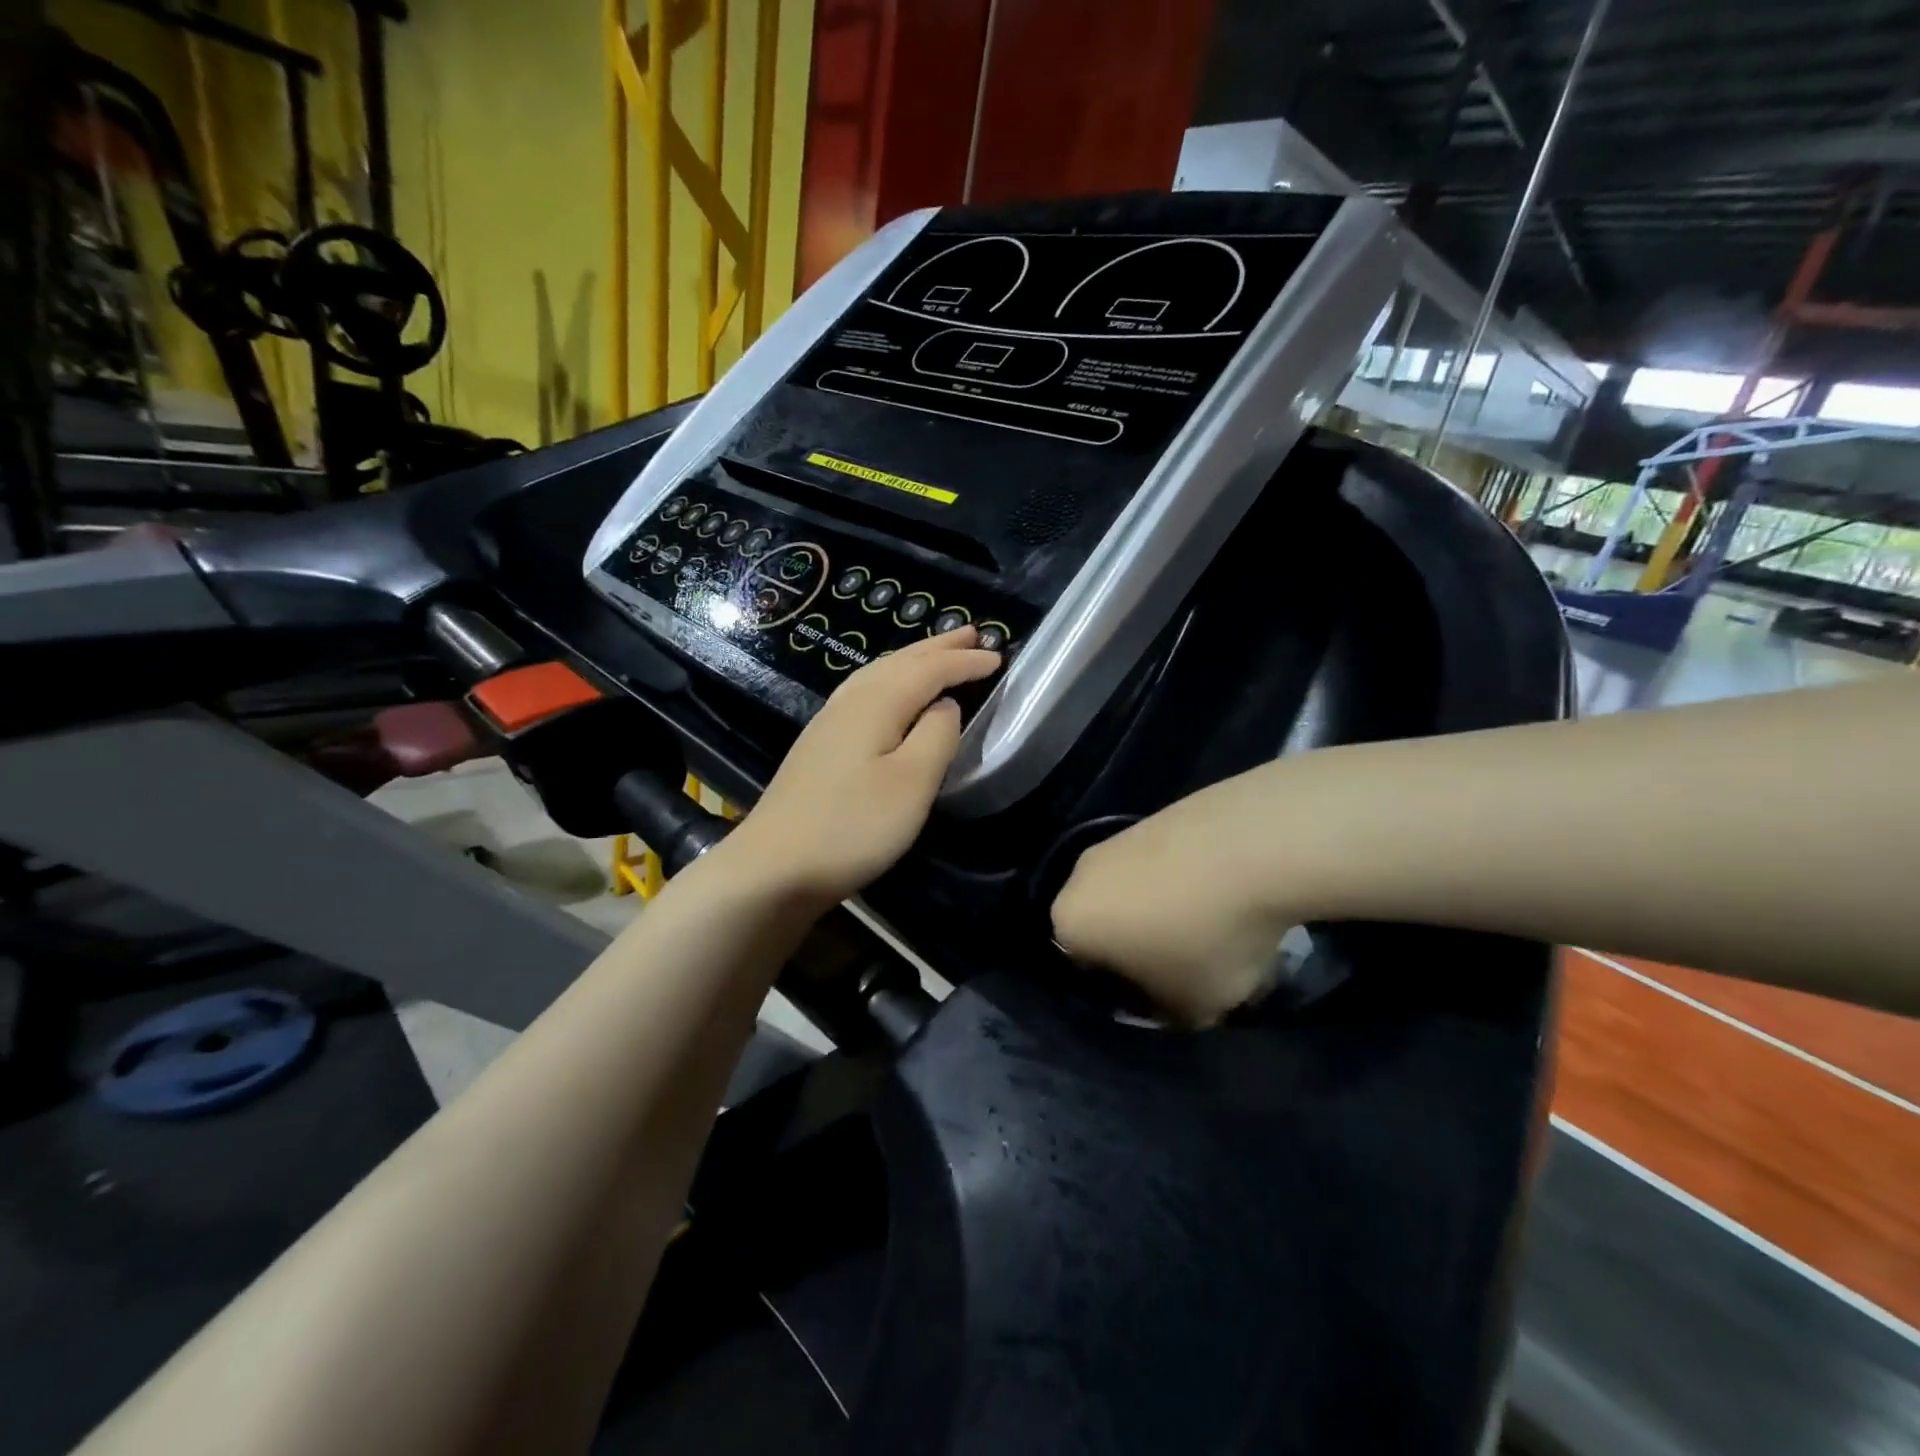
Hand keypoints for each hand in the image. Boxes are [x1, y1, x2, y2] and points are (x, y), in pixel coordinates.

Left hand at [727, 628, 1000, 906]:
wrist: (774, 866)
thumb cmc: (853, 826)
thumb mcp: (912, 783)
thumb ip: (937, 736)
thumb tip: (946, 705)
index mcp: (876, 703)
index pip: (929, 670)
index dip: (964, 662)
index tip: (998, 657)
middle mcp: (850, 701)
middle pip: (900, 662)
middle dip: (938, 648)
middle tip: (971, 635)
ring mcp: (829, 722)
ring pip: (878, 674)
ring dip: (914, 660)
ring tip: (938, 653)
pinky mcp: (820, 744)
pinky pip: (866, 692)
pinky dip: (891, 680)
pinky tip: (890, 693)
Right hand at [1050, 779, 1296, 1026]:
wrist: (1252, 847)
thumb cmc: (1205, 938)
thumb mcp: (1191, 1008)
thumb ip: (1165, 1014)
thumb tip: (1165, 1000)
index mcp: (1069, 923)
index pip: (1084, 971)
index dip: (1125, 993)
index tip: (1164, 1000)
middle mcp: (1078, 875)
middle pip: (1106, 926)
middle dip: (1139, 947)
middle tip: (1185, 966)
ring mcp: (1116, 839)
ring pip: (1134, 892)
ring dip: (1163, 912)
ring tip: (1213, 927)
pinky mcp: (1154, 815)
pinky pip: (1162, 865)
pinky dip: (1184, 881)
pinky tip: (1225, 893)